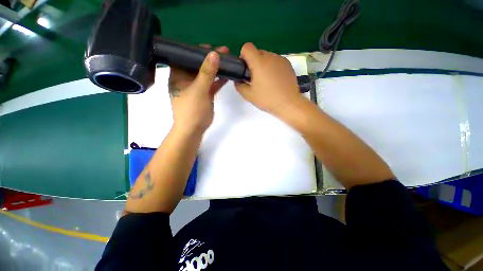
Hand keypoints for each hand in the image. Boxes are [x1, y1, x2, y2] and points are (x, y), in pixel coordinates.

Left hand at [168, 46, 228, 133]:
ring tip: (228, 60)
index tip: (209, 47)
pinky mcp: (205, 94)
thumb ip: (206, 72)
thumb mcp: (198, 89)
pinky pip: (212, 84)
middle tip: (223, 52)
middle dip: (210, 59)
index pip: (186, 58)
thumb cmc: (191, 109)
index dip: (196, 51)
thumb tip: (214, 54)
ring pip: (207, 74)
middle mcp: (187, 79)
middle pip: (199, 65)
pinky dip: (219, 80)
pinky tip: (228, 75)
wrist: (194, 129)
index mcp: (178, 75)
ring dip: (216, 69)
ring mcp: (197, 87)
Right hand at [235, 43, 306, 117]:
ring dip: (263, 65)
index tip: (246, 69)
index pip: (247, 47)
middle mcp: (270, 56)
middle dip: (254, 62)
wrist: (288, 103)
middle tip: (256, 78)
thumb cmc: (267, 99)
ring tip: (267, 80)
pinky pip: (276, 61)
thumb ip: (239, 85)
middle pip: (257, 52)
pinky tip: (275, 80)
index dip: (243, 56)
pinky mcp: (288, 64)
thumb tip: (238, 80)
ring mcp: (280, 59)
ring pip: (267, 57)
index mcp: (259, 62)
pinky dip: (272, 67)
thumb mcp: (249, 95)